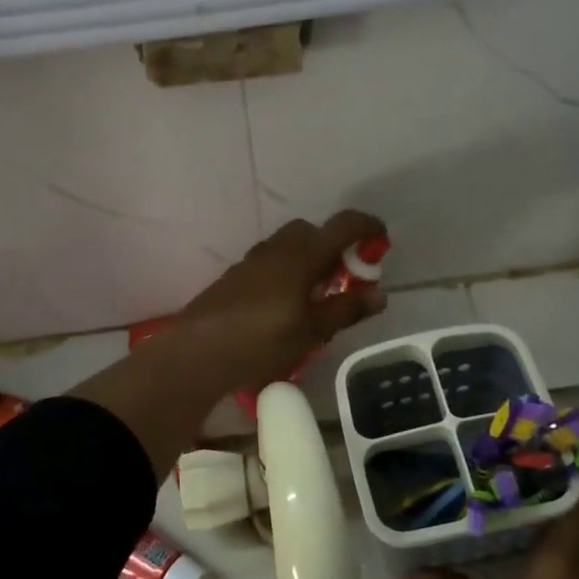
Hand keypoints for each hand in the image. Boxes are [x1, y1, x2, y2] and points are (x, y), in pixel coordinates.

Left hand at [170, 210, 388, 397]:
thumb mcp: (311, 331)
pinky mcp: (235, 276)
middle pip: (312, 231)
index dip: (366, 226)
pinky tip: (287, 305)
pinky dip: (289, 270)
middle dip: (334, 246)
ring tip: (318, 296)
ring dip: (310, 259)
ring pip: (289, 245)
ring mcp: (252, 261)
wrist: (196, 352)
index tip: (382, 238)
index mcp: (301, 255)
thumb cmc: (260, 342)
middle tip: (346, 278)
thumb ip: (346, 309)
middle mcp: (276, 249)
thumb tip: (379, 294)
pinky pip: (271, 261)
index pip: (342, 225)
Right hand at [403, 480, 578, 578]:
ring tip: (504, 495)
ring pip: (578, 526)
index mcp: (569, 552)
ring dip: (549, 508)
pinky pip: (577, 549)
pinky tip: (517, 539)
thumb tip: (406, 576)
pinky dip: (552, 535)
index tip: (526, 450)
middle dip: (546, 481)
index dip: (562, 464)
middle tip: (503, 467)